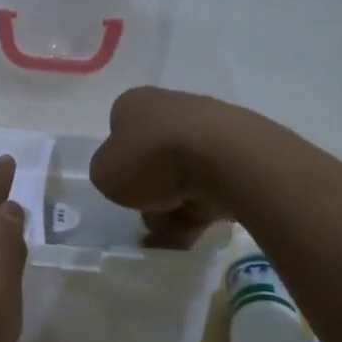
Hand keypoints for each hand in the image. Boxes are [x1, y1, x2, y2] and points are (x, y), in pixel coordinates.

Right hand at [89, 86, 240, 248]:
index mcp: (134, 104)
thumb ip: (107, 174)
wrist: (223, 158)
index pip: (119, 132)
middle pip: (152, 161)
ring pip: (181, 178)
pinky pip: (210, 189)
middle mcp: (170, 109)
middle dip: (150, 194)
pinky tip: (193, 235)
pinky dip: (200, 212)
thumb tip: (124, 177)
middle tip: (148, 217)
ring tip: (171, 236)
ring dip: (173, 211)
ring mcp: (207, 130)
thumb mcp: (105, 173)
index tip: (123, 187)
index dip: (119, 164)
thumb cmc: (152, 158)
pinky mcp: (236, 155)